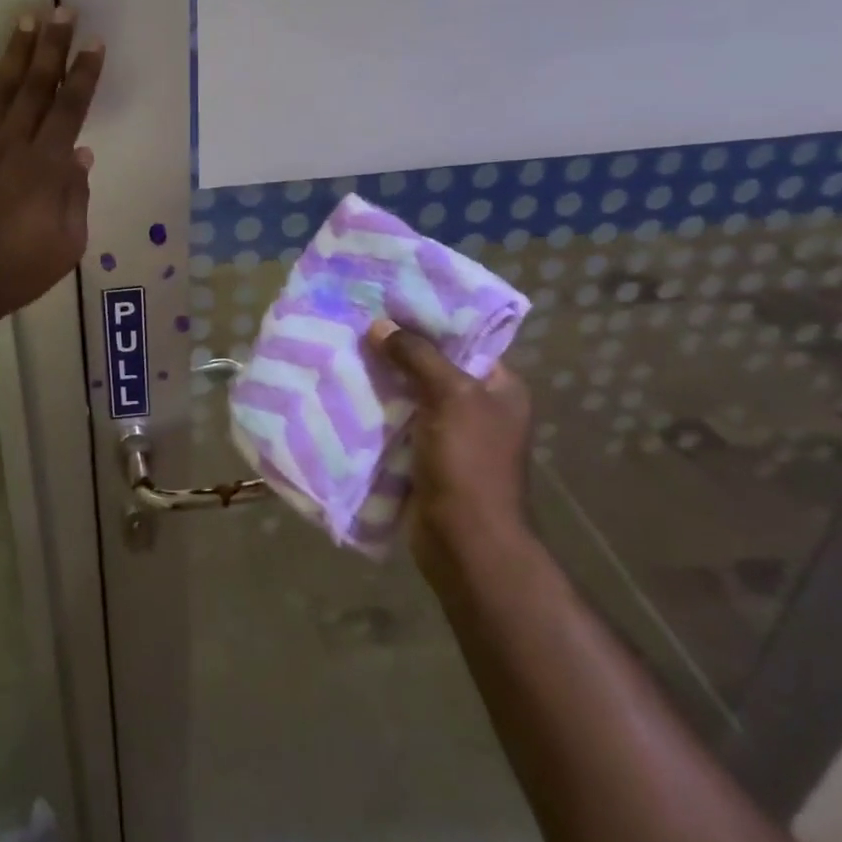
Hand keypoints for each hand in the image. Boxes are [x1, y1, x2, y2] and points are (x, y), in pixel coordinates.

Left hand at [0, 9, 103, 332]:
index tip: (94, 44)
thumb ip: (75, 197)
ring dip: (16, 53)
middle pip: (36, 87)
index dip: (84, 75)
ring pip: (1, 89)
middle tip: (61, 10)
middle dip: (52, 46)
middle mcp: (13, 146)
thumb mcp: (66, 246)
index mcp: (46, 169)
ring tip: (26, 19)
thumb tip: (81, 154)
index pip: (70, 110)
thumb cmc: (16, 272)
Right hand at [367, 319, 533, 583]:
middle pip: (431, 365)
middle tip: (355, 322)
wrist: (464, 541)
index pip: (463, 339)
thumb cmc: (469, 462)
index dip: (427, 319)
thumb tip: (380, 325)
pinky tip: (343, 391)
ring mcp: (449, 434)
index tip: (388, 300)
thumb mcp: (450, 396)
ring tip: (341, 350)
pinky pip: (394, 422)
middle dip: (395, 348)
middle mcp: (477, 407)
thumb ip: (417, 356)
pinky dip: (373, 409)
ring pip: (408, 393)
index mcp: (499, 387)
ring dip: (379, 378)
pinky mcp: (422, 456)